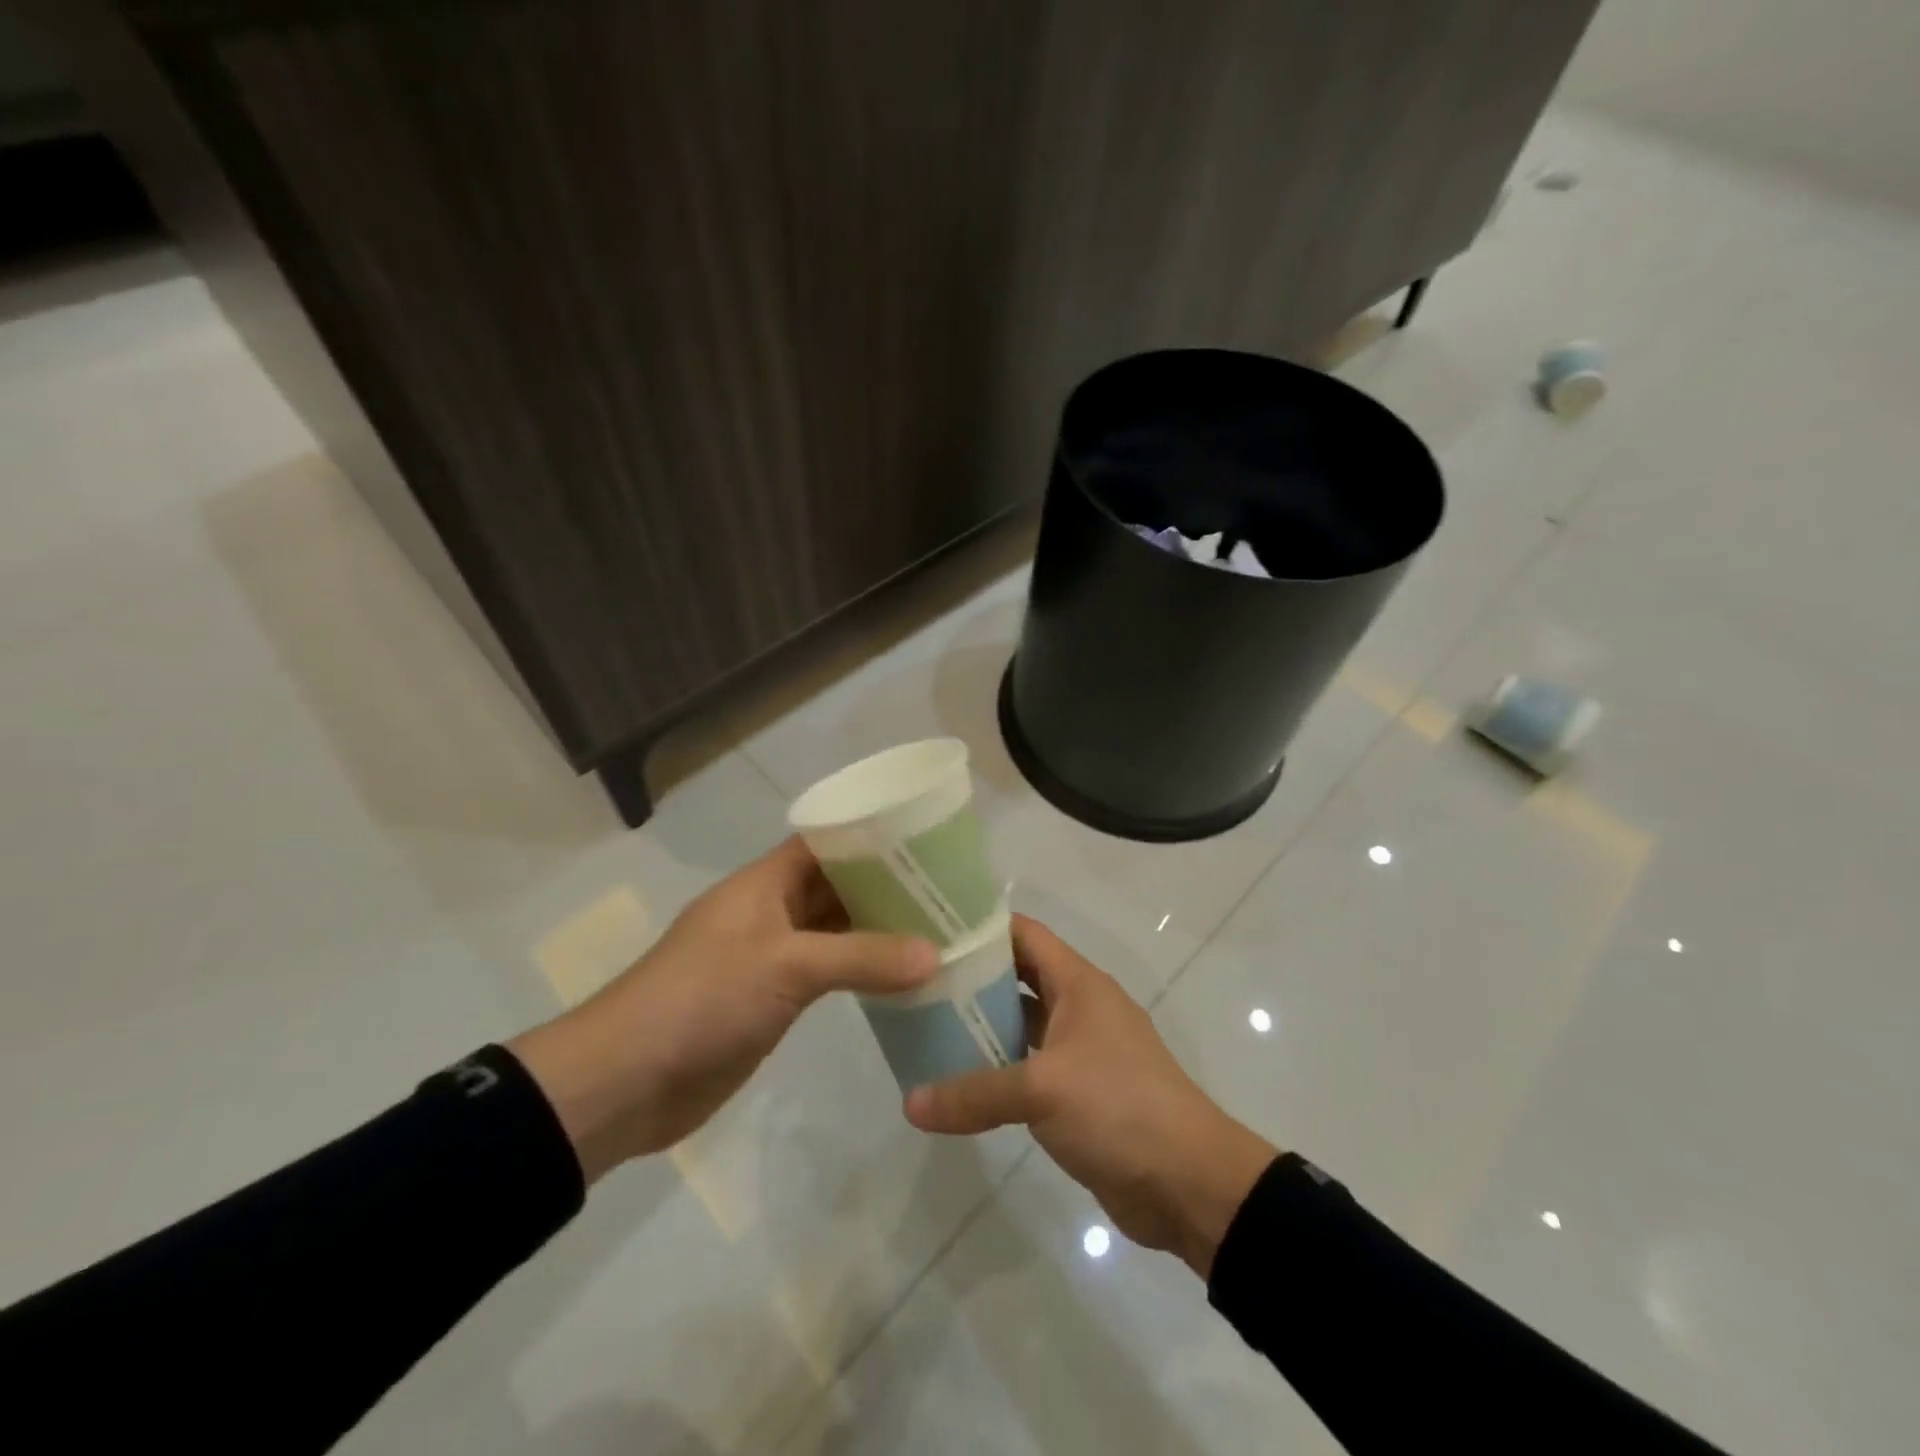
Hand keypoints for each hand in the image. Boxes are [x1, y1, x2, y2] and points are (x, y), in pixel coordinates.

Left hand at [510, 837, 937, 1181]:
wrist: (626, 1081)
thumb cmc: (703, 998)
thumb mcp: (787, 965)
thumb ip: (862, 958)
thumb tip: (935, 954)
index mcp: (765, 884)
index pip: (825, 843)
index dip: (870, 838)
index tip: (925, 841)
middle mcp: (770, 912)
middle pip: (835, 887)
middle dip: (884, 888)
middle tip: (948, 891)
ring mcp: (770, 958)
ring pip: (834, 933)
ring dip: (877, 933)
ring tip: (938, 930)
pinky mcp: (771, 1000)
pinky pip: (826, 976)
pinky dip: (860, 974)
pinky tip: (901, 980)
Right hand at [904, 916, 1276, 1277]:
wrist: (1189, 1184)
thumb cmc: (1120, 1108)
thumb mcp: (1043, 1091)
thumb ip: (975, 1092)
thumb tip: (910, 1103)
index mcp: (1078, 983)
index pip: (1024, 934)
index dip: (981, 927)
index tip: (933, 931)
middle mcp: (1079, 1007)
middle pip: (1017, 977)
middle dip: (971, 979)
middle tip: (916, 983)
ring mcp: (1080, 1050)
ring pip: (1021, 1024)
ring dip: (981, 1026)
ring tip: (925, 1027)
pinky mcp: (1078, 1092)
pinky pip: (1028, 1067)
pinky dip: (997, 1069)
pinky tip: (958, 1080)